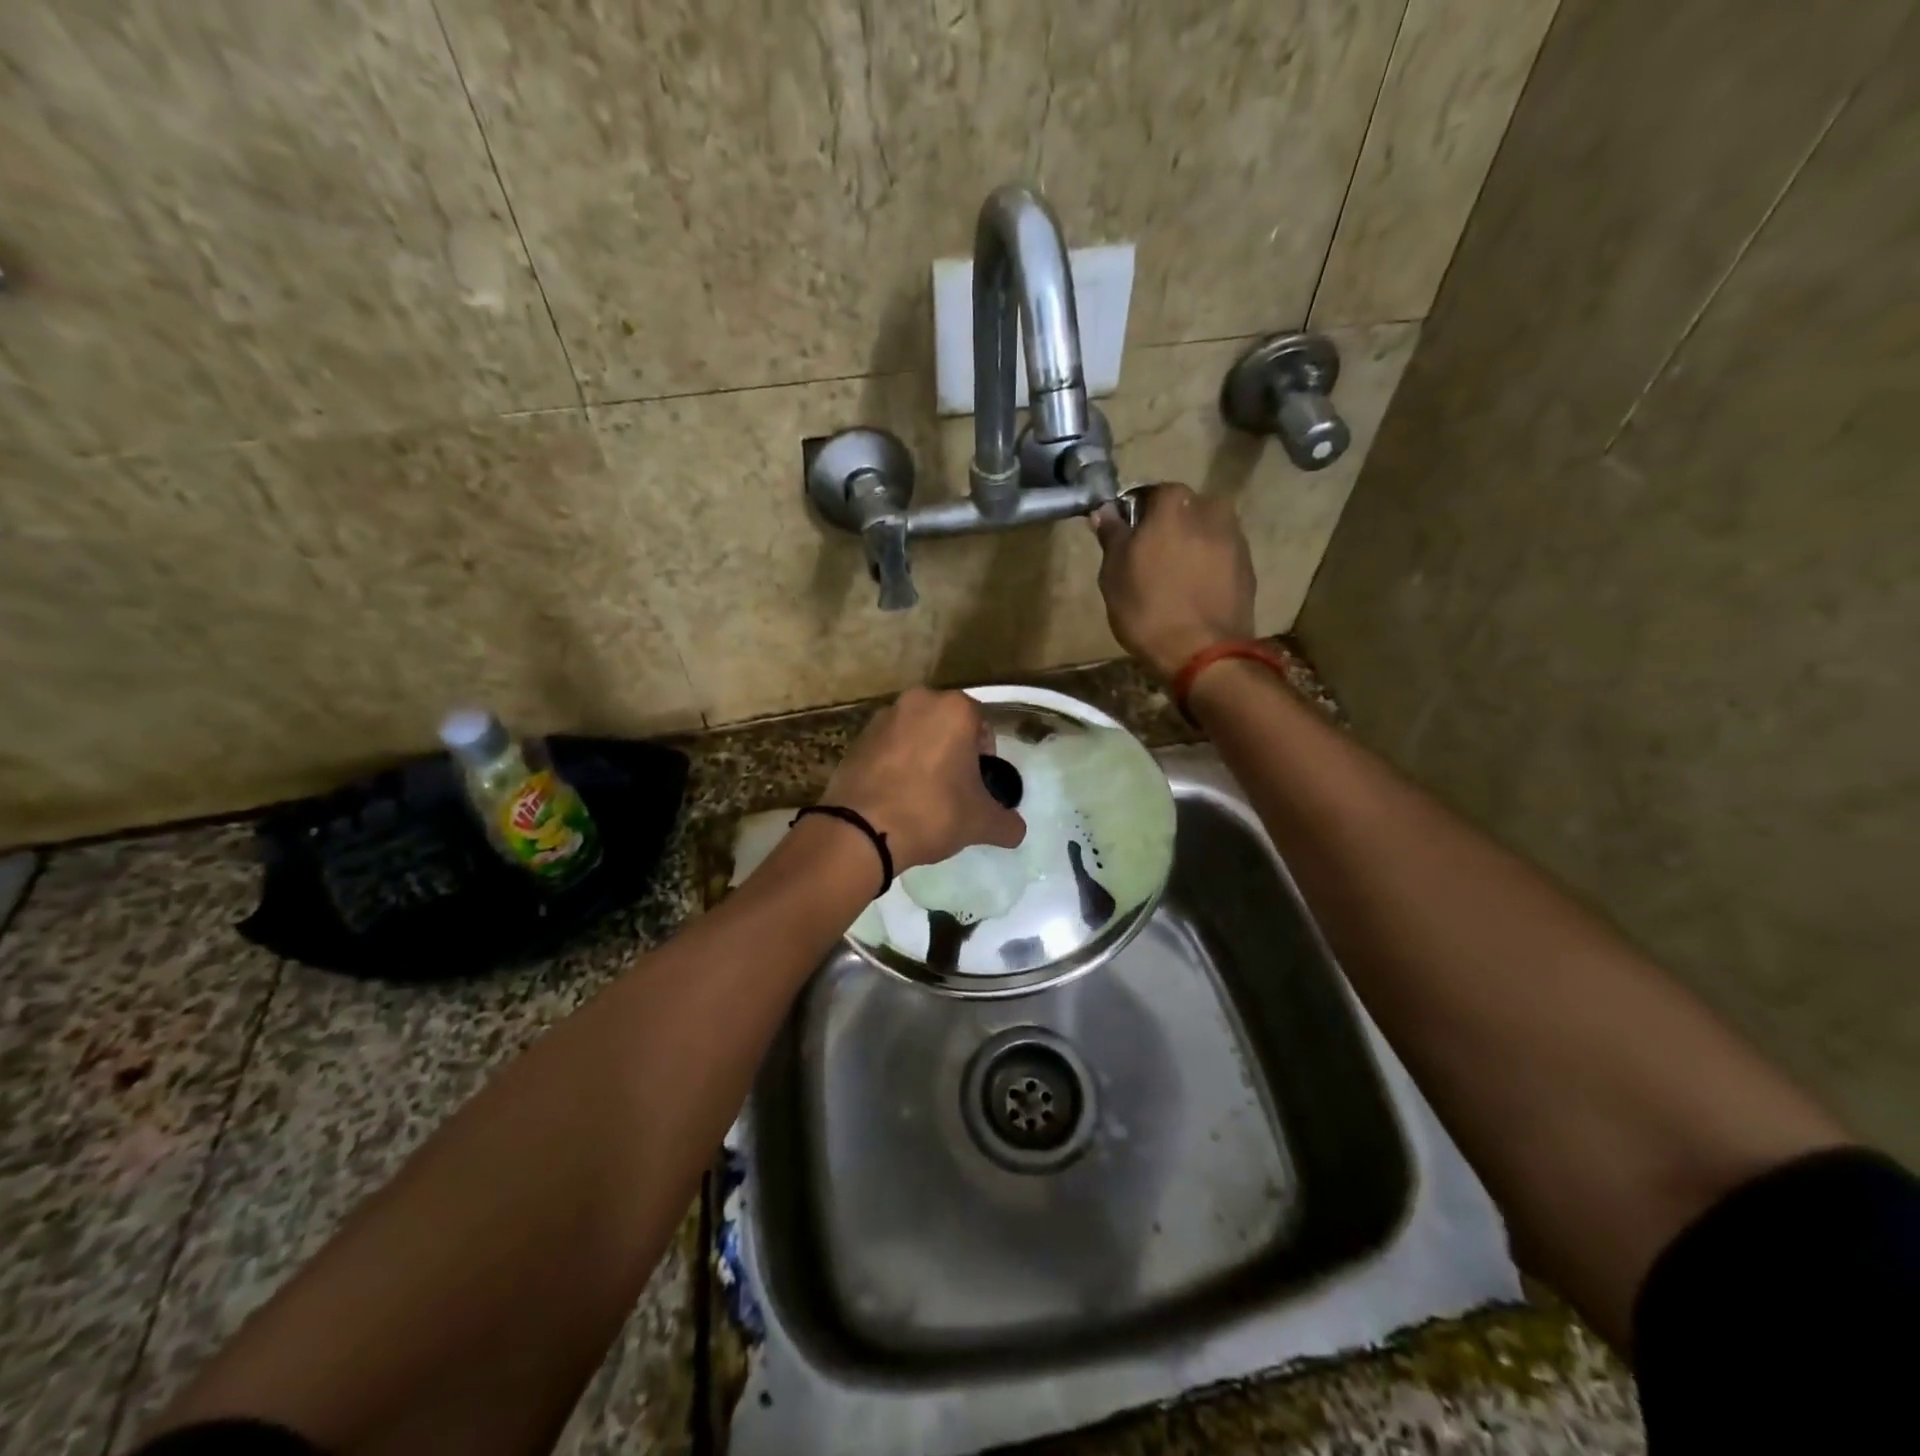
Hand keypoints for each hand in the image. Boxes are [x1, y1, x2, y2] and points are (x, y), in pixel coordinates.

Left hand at [821, 688, 1025, 871]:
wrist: (862, 829)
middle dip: (954, 753)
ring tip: (923, 795)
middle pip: (947, 726)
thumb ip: (1007, 823)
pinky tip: (896, 796)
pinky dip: (896, 764)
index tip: (978, 786)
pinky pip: (889, 748)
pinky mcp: (857, 738)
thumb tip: (1016, 830)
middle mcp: (918, 701)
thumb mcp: (981, 822)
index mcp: (954, 709)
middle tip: (954, 790)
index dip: (985, 758)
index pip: (982, 726)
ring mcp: (883, 717)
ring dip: (924, 756)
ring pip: (916, 734)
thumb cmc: (932, 812)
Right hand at [1091, 483, 1255, 679]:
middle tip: (1147, 562)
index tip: (1125, 540)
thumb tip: (1105, 511)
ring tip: (1172, 581)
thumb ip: (1112, 535)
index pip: (1149, 494)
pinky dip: (1206, 568)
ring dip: (1189, 548)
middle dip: (1166, 529)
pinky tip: (1193, 593)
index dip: (1134, 516)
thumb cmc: (1148, 609)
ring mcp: (1236, 538)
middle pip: (1181, 511)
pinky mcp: (1249, 568)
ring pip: (1203, 534)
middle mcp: (1211, 509)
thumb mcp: (1114, 573)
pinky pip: (1220, 558)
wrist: (1203, 653)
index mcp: (1175, 502)